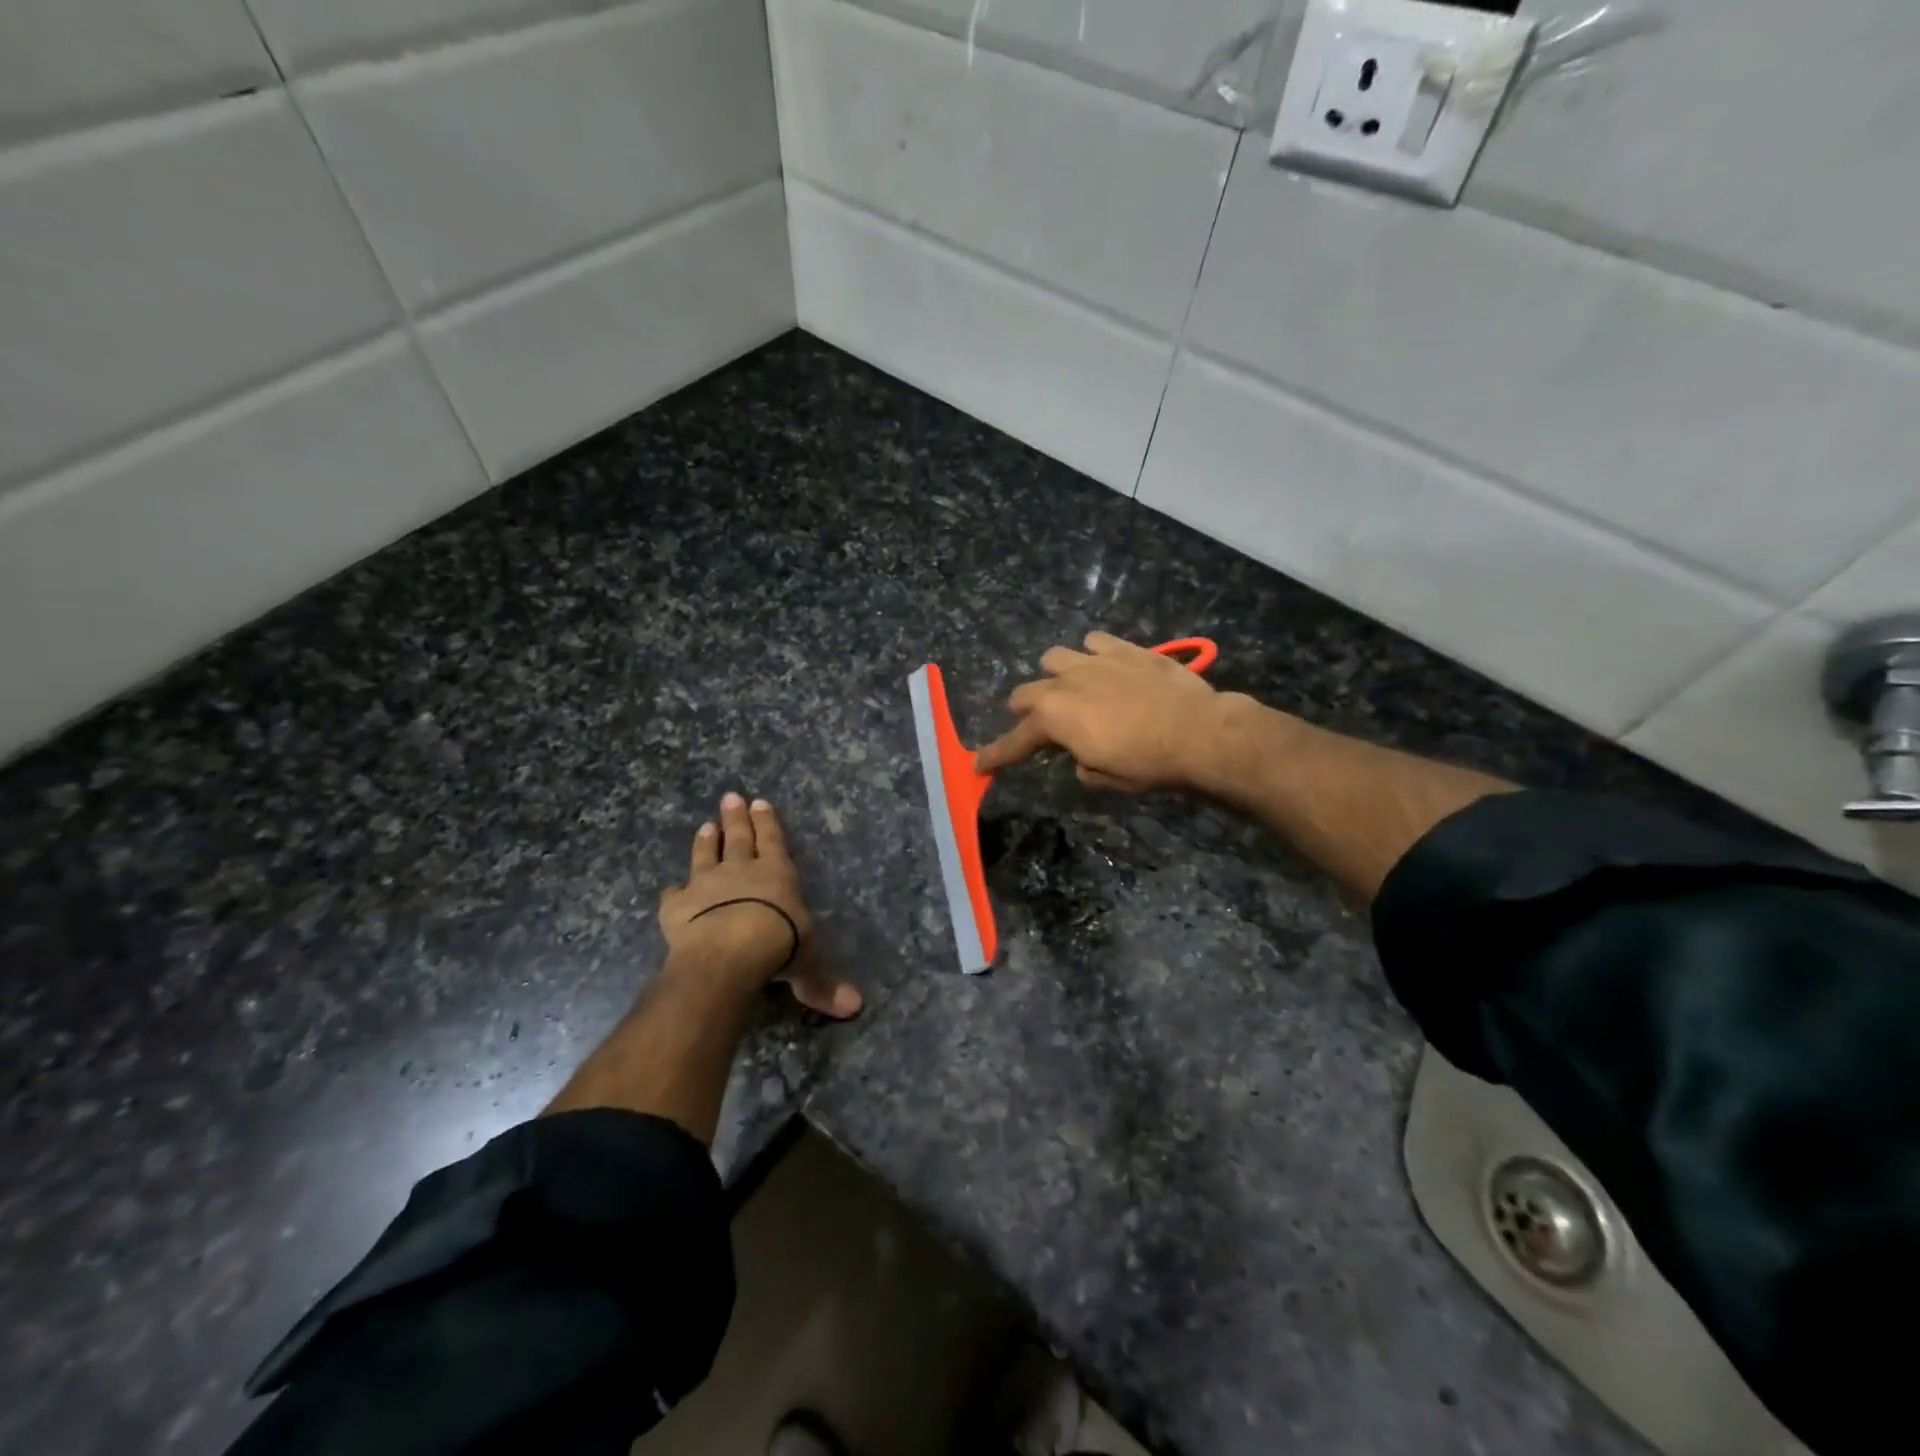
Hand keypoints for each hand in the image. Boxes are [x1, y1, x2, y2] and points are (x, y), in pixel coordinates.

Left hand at [659, 793, 861, 1018]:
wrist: (730, 947)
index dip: (767, 823)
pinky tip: (670, 890)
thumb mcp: (808, 964)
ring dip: (706, 842)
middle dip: (736, 818)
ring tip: (704, 826)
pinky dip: (673, 892)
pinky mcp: (677, 906)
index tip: (760, 802)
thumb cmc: (780, 944)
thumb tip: (855, 1007)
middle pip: (738, 838)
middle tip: (730, 796)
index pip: (772, 841)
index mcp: (776, 874)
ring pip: (705, 856)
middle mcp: (741, 871)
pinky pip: (674, 895)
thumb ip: (823, 983)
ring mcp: (706, 885)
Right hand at [974, 632, 1233, 792]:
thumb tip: (1081, 757)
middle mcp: (1064, 684)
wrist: (1197, 731)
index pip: (1014, 741)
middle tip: (1041, 726)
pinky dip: (1094, 654)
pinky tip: (1107, 666)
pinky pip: (1095, 642)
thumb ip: (1081, 765)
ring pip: (1055, 658)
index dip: (995, 755)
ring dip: (1056, 675)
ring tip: (1073, 688)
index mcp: (1054, 720)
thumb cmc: (1147, 764)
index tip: (979, 764)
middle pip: (1025, 692)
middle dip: (1026, 711)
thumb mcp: (1106, 778)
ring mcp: (1094, 661)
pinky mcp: (1124, 649)